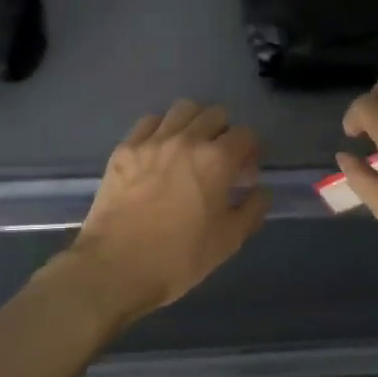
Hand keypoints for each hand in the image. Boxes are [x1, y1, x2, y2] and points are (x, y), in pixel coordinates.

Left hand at [66, 100, 271, 322]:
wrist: (116, 267)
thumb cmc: (179, 258)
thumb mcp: (228, 241)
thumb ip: (252, 210)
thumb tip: (261, 191)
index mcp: (217, 160)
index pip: (245, 134)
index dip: (251, 152)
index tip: (245, 174)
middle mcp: (186, 140)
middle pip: (215, 114)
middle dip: (225, 133)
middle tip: (220, 160)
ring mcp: (151, 141)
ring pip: (182, 109)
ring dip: (194, 123)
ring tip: (191, 149)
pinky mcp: (124, 149)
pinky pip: (149, 122)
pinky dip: (161, 129)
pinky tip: (160, 152)